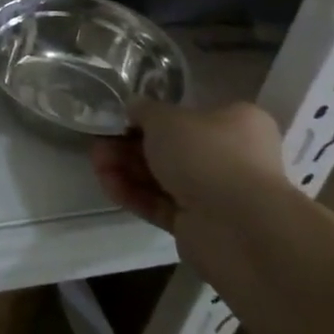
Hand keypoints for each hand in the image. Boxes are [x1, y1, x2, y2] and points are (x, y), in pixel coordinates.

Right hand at [91, 100, 285, 232]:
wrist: (237, 225)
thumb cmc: (207, 154)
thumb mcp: (166, 117)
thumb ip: (144, 110)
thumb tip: (133, 108)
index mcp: (236, 123)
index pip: (188, 115)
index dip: (150, 117)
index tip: (121, 119)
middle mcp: (231, 157)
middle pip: (170, 148)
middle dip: (129, 146)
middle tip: (99, 144)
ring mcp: (215, 194)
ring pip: (162, 177)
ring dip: (126, 169)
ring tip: (96, 164)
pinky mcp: (198, 225)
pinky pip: (160, 204)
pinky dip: (133, 194)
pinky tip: (107, 185)